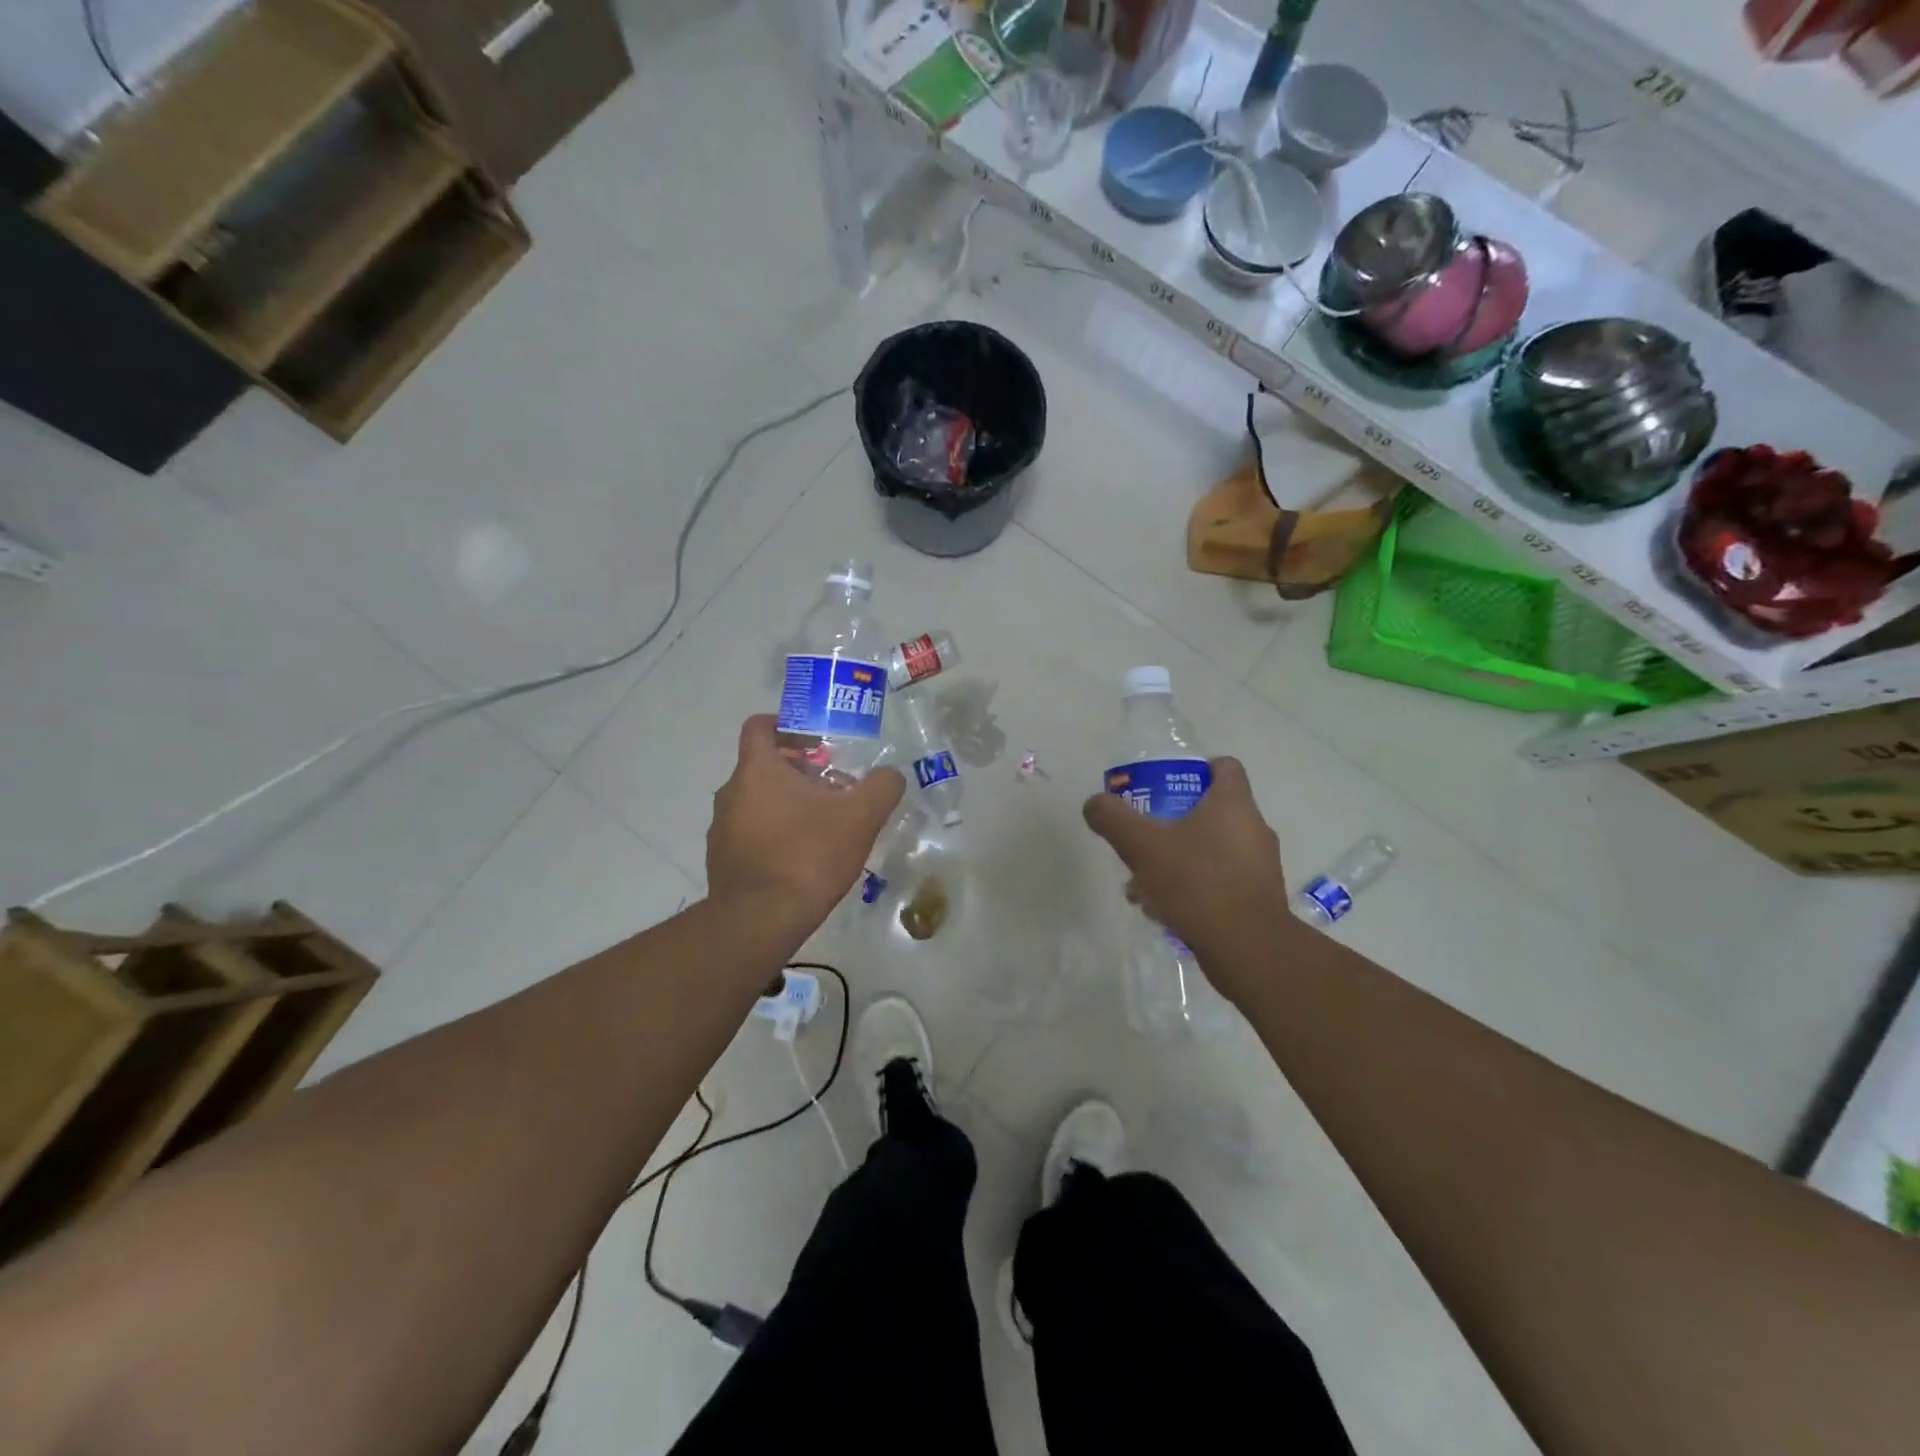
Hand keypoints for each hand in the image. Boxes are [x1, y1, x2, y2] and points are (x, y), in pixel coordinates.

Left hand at [707, 715, 904, 938]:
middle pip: (763, 766)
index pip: (760, 726)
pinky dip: (773, 835)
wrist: (760, 921)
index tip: (815, 741)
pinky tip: (801, 859)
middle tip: (833, 788)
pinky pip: (750, 834)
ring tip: (822, 827)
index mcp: (757, 770)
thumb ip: (882, 787)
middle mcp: (731, 792)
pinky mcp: (721, 861)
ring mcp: (721, 829)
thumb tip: (890, 776)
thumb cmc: (807, 855)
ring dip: (786, 805)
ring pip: (756, 802)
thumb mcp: (860, 817)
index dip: (787, 725)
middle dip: (799, 772)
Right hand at [1082, 757, 1290, 1001]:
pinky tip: (1164, 908)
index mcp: (1233, 804)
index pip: (1225, 766)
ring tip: (1144, 883)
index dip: (1197, 769)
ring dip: (1180, 859)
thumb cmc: (1196, 883)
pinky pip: (1221, 880)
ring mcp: (1260, 866)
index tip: (1168, 784)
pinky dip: (1194, 887)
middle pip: (1213, 811)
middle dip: (1175, 822)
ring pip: (1213, 850)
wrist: (1247, 948)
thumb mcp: (1142, 846)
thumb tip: (1094, 803)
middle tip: (1146, 836)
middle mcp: (1254, 828)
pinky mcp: (1258, 898)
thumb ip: (1113, 819)